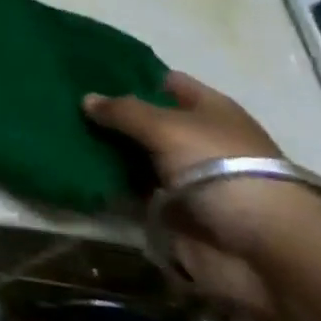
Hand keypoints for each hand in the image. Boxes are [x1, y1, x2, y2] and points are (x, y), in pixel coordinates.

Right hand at [83, 72, 320, 316]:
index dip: (132, 75)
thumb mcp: (168, 128)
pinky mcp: (169, 212)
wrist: (260, 250)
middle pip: (146, 121)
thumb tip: (86, 98)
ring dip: (105, 151)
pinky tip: (74, 170)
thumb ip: (124, 111)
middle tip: (62, 102)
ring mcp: (182, 178)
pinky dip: (108, 185)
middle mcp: (196, 141)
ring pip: (134, 156)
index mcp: (209, 111)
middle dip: (111, 115)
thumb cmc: (222, 171)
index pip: (166, 83)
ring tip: (60, 135)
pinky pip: (130, 191)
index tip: (89, 70)